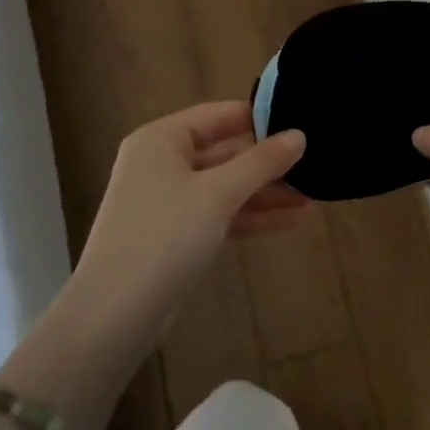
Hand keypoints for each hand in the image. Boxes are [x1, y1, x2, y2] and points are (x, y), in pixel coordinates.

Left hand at [71, 102, 308, 321]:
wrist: (115, 314)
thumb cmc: (164, 236)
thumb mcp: (218, 194)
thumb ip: (261, 162)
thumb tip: (300, 135)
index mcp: (162, 140)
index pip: (219, 115)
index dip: (260, 118)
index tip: (302, 122)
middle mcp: (162, 163)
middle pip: (224, 151)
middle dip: (267, 162)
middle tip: (314, 163)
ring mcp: (168, 201)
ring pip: (225, 186)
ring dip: (265, 192)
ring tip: (313, 196)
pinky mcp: (176, 235)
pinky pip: (220, 214)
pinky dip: (251, 216)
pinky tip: (292, 220)